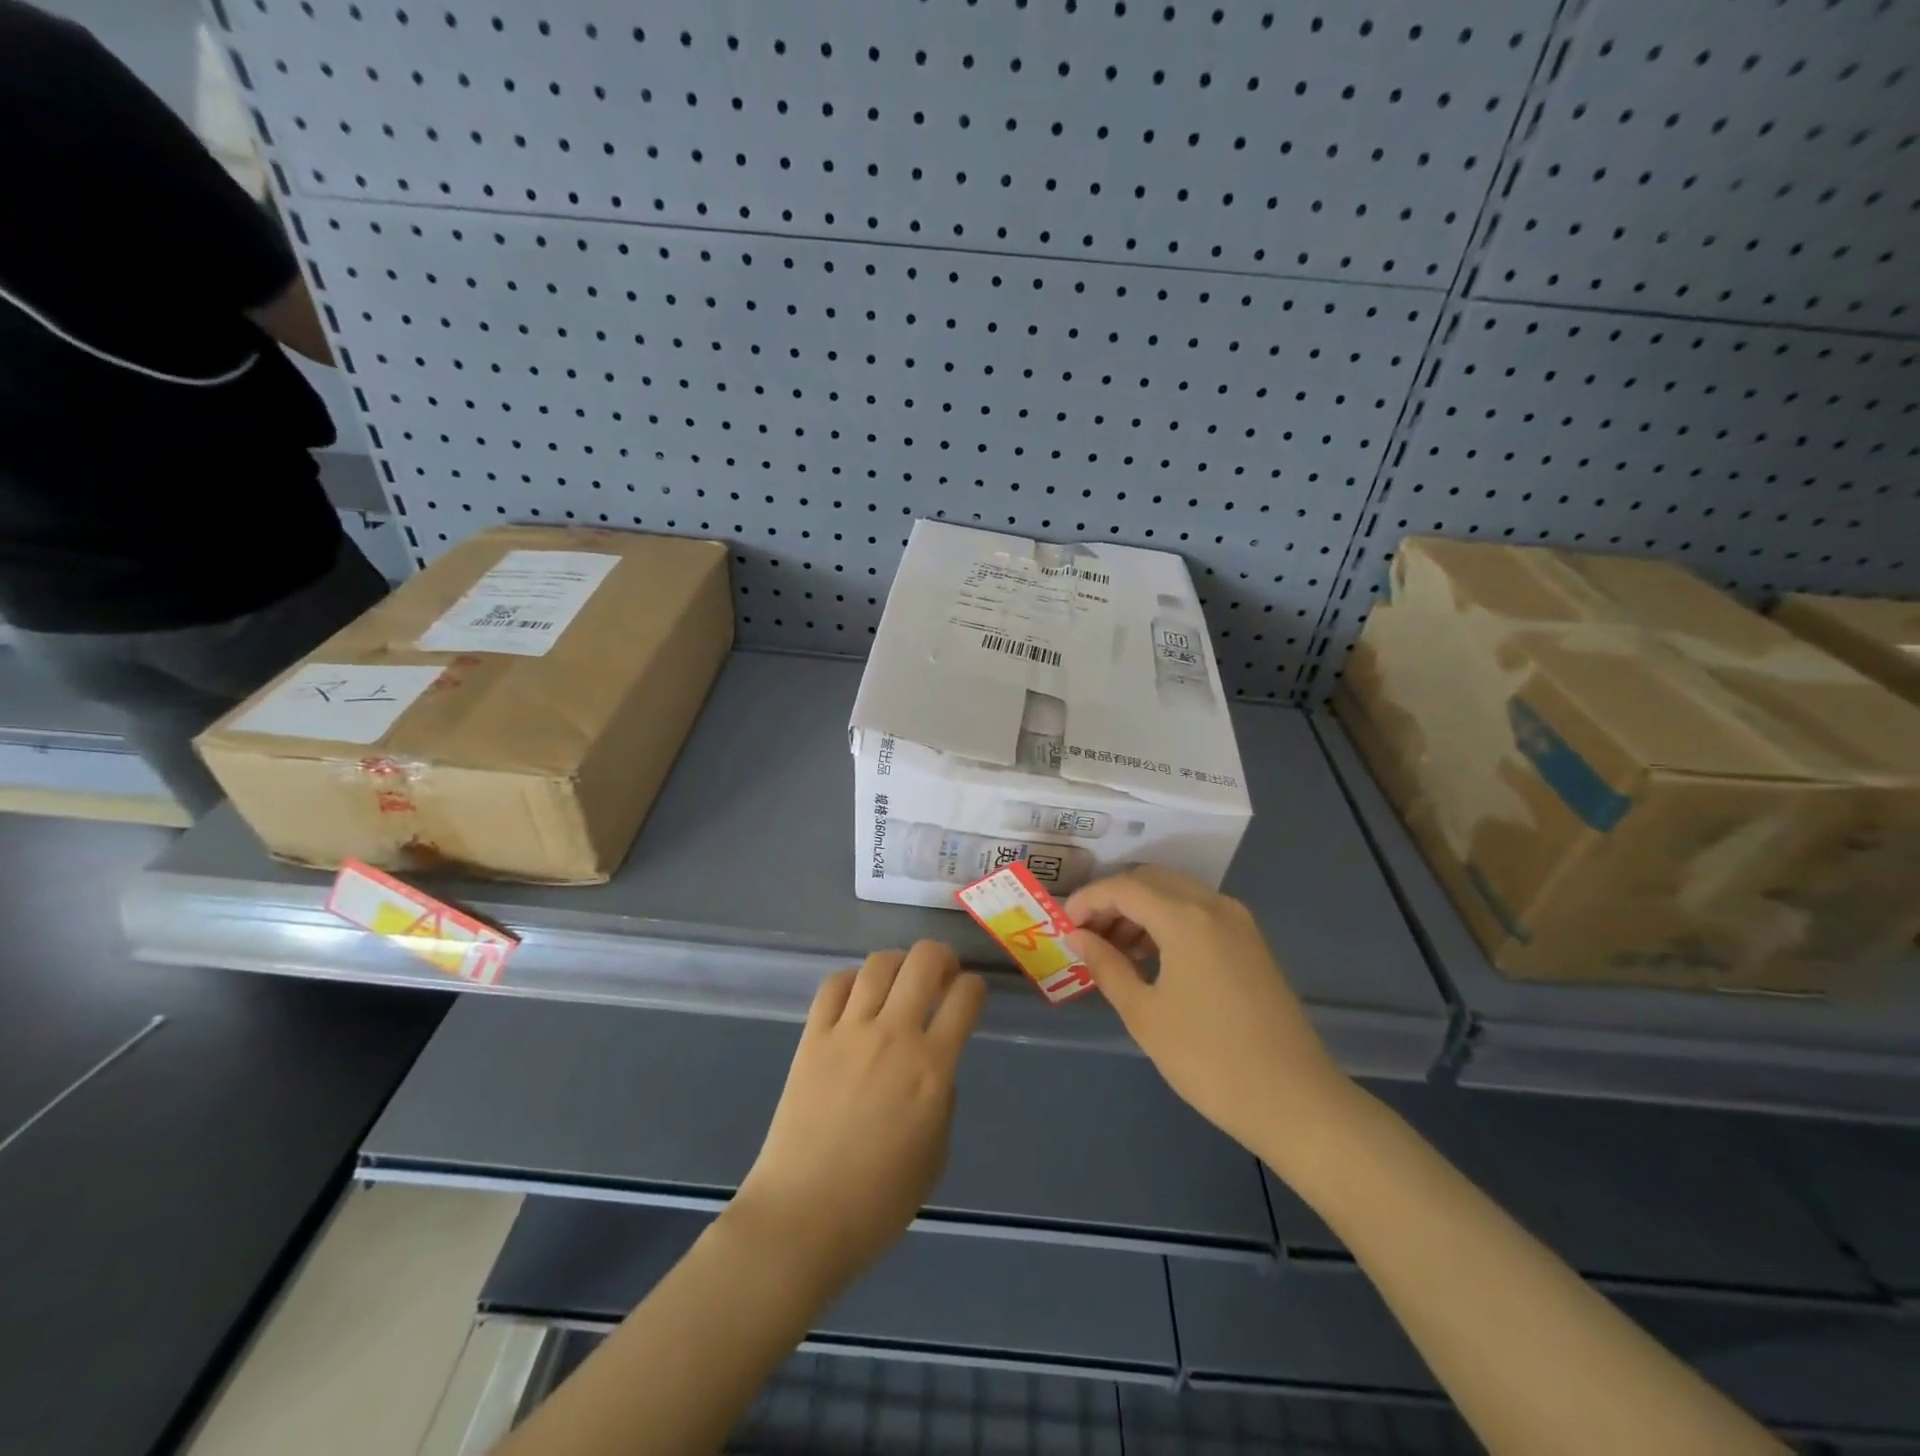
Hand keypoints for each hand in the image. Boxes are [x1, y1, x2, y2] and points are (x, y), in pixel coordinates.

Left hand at [730, 942, 985, 1295]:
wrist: (802, 1217)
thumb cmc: (878, 1202)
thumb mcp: (936, 1155)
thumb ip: (943, 1099)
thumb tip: (933, 1066)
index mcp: (932, 1068)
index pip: (965, 998)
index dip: (975, 988)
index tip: (972, 994)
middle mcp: (894, 1035)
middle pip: (923, 961)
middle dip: (941, 956)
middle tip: (942, 972)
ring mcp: (849, 1031)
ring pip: (879, 964)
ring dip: (898, 962)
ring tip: (900, 977)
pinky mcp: (812, 1036)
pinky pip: (834, 985)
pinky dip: (852, 979)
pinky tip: (858, 995)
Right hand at [1065, 867, 1354, 1168]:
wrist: (1295, 1101)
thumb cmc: (1209, 1059)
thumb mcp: (1145, 1014)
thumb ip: (1106, 966)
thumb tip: (1079, 937)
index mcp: (1186, 917)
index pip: (1123, 887)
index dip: (1088, 900)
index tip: (1063, 926)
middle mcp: (1214, 905)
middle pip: (1151, 880)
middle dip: (1113, 900)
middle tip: (1087, 937)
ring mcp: (1239, 922)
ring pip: (1177, 893)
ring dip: (1141, 910)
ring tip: (1115, 951)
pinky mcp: (1251, 942)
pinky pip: (1199, 912)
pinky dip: (1168, 921)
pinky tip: (1153, 958)